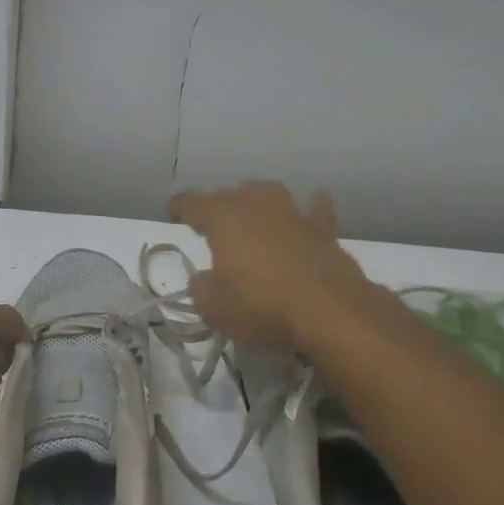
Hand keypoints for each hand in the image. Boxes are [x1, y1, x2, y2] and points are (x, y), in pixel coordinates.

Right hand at [168, 182, 373, 347]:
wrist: (330, 311)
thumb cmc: (262, 306)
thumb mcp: (215, 309)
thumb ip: (201, 289)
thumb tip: (203, 279)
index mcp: (222, 217)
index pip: (191, 202)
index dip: (179, 207)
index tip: (173, 215)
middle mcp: (255, 204)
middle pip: (230, 194)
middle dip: (218, 206)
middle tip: (213, 226)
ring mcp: (293, 211)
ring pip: (268, 194)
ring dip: (257, 202)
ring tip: (253, 216)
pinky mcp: (323, 229)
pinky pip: (314, 210)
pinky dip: (309, 209)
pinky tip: (309, 209)